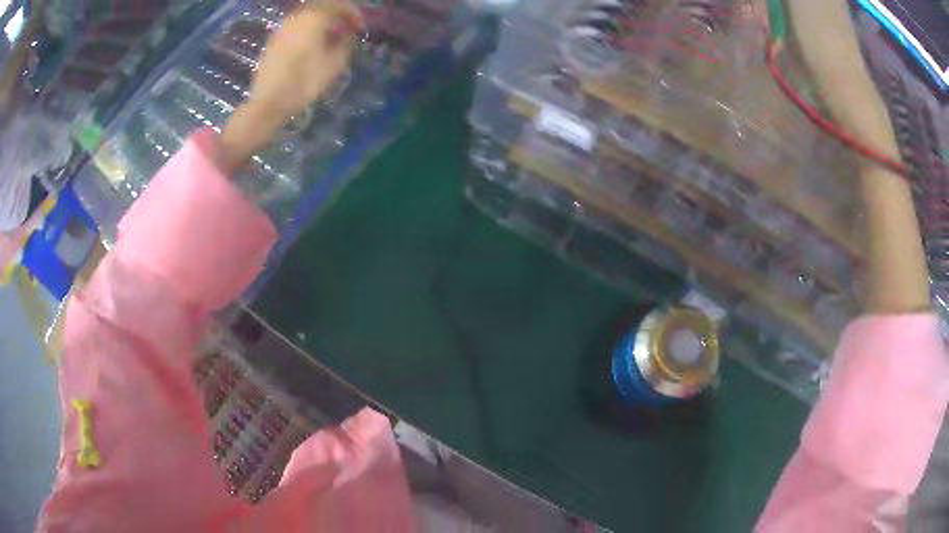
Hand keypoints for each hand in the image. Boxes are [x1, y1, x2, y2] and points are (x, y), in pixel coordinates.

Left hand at [217, 1, 363, 173]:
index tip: (361, 29)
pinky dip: (308, 30)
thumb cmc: (304, 83)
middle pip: (322, 7)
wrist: (268, 103)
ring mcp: (282, 28)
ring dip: (322, 23)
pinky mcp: (273, 41)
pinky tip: (312, 46)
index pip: (339, 6)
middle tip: (347, 30)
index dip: (354, 15)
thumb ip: (345, 43)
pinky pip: (296, 27)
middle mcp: (297, 17)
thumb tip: (346, 35)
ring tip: (330, 40)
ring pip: (307, 16)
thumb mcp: (335, 64)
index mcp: (314, 18)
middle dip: (337, 16)